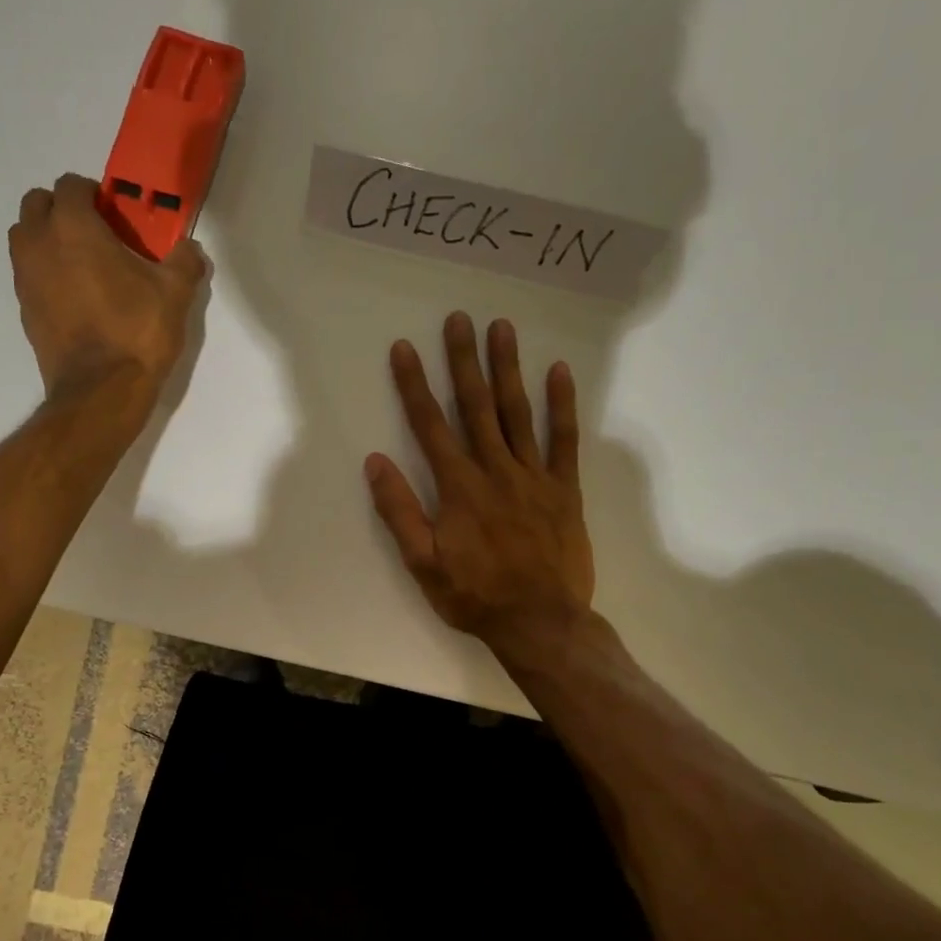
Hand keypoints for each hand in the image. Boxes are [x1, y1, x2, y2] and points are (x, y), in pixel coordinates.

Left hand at [8, 172, 209, 405]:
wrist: (102, 391)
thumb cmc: (138, 332)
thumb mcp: (176, 293)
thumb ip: (184, 260)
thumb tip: (188, 248)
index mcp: (73, 227)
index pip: (70, 185)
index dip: (94, 194)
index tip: (115, 215)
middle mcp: (39, 244)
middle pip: (37, 204)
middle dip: (62, 209)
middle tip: (95, 234)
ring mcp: (26, 278)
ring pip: (25, 238)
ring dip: (48, 238)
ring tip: (82, 264)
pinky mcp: (24, 310)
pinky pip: (29, 274)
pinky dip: (46, 273)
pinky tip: (76, 298)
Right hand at [366, 312, 595, 664]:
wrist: (541, 623)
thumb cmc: (475, 595)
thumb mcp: (422, 563)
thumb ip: (399, 511)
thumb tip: (375, 461)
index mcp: (458, 487)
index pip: (430, 425)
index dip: (413, 384)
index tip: (404, 348)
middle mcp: (495, 470)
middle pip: (475, 406)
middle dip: (463, 360)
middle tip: (459, 318)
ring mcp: (533, 476)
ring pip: (517, 413)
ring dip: (508, 369)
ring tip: (502, 328)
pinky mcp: (564, 489)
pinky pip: (564, 440)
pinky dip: (562, 405)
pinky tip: (559, 372)